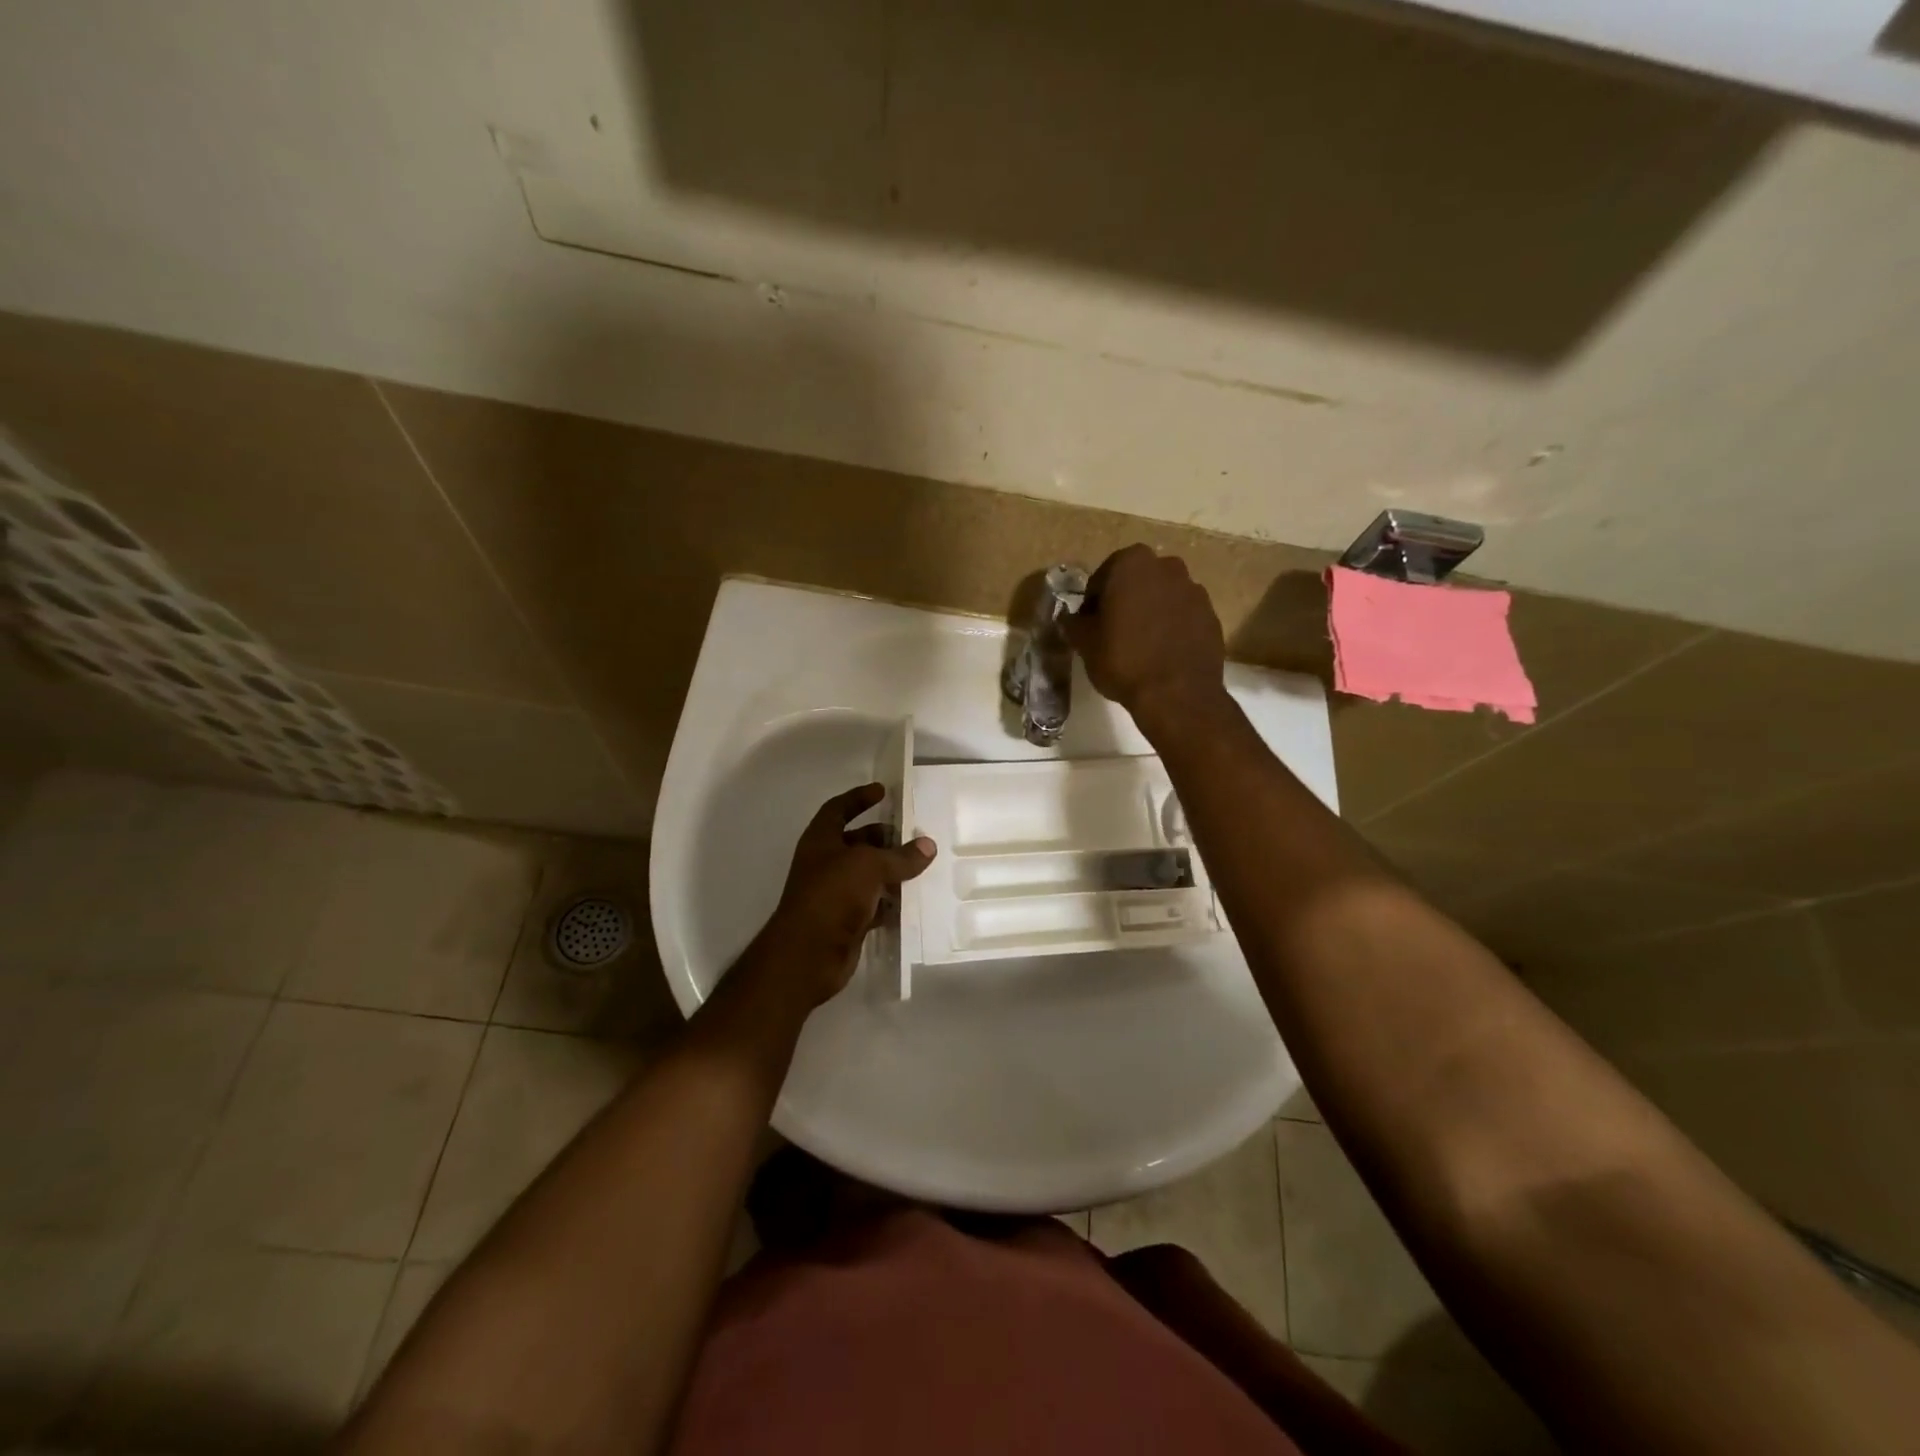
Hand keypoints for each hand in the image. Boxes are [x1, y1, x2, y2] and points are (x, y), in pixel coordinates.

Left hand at [758, 783, 935, 1005]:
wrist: (808, 954)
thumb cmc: (832, 895)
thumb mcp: (869, 866)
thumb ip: (900, 856)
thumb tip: (928, 846)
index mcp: (820, 840)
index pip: (838, 809)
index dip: (858, 798)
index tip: (883, 791)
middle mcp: (825, 863)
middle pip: (857, 842)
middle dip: (883, 838)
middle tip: (913, 837)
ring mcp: (834, 893)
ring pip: (867, 875)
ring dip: (891, 871)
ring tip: (921, 867)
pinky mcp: (846, 921)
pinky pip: (872, 904)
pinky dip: (890, 902)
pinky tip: (912, 900)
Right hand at [1064, 545, 1226, 728]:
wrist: (1177, 693)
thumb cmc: (1123, 659)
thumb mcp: (1085, 643)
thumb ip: (1074, 623)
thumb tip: (1069, 618)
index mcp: (1132, 563)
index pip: (1103, 577)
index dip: (1093, 602)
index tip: (1090, 625)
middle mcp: (1167, 567)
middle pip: (1136, 581)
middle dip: (1125, 601)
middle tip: (1113, 632)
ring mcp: (1194, 590)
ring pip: (1162, 597)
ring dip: (1150, 612)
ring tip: (1140, 644)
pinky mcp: (1211, 615)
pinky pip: (1183, 616)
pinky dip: (1172, 627)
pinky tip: (1162, 653)